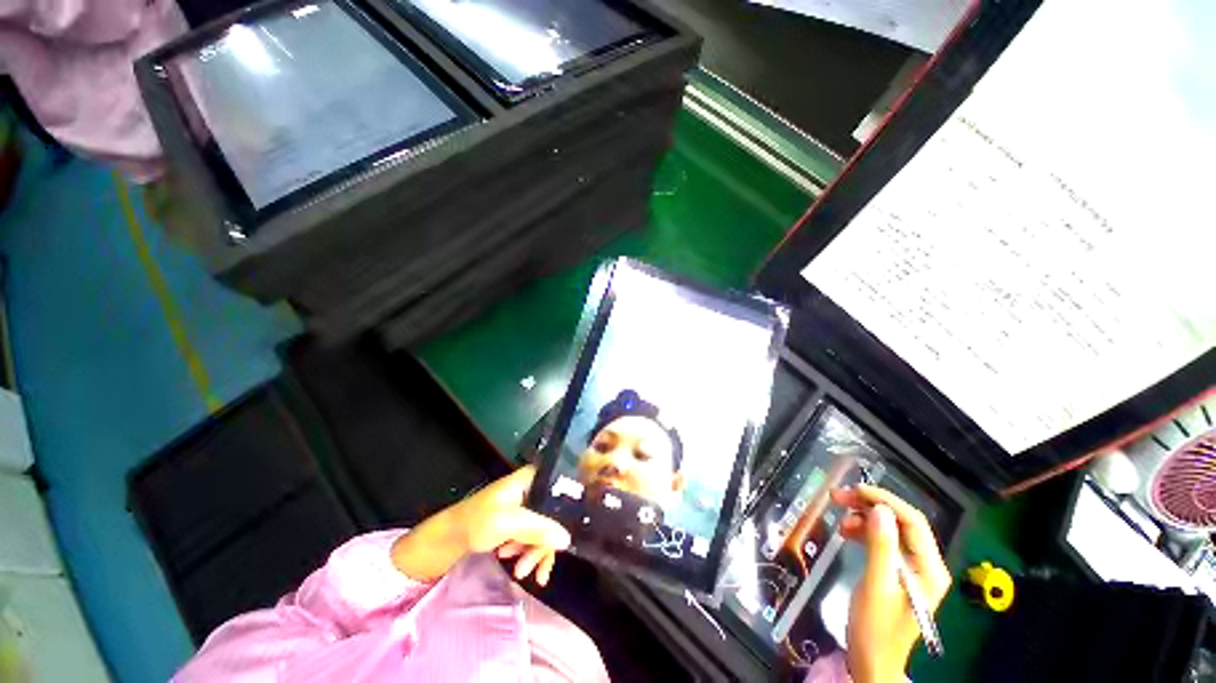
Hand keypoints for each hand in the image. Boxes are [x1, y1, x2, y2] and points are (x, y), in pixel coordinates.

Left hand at [391, 466, 571, 584]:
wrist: (448, 537)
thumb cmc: (476, 522)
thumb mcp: (508, 525)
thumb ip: (538, 530)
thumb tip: (567, 539)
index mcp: (532, 479)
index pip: (561, 491)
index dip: (567, 514)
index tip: (564, 540)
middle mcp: (533, 489)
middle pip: (553, 515)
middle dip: (543, 545)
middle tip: (536, 571)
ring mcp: (526, 505)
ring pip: (543, 528)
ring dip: (533, 553)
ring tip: (519, 572)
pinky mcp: (519, 520)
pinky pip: (533, 535)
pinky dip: (526, 551)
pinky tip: (514, 563)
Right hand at [831, 485, 951, 682]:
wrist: (872, 661)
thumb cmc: (875, 628)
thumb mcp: (875, 585)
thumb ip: (880, 546)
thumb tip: (879, 509)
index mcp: (928, 569)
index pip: (913, 522)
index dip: (885, 500)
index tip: (855, 490)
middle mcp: (926, 565)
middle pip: (902, 523)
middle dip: (871, 506)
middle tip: (839, 498)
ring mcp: (913, 570)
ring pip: (891, 530)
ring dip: (865, 518)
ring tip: (840, 519)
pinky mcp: (899, 573)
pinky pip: (884, 542)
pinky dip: (865, 532)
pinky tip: (847, 533)